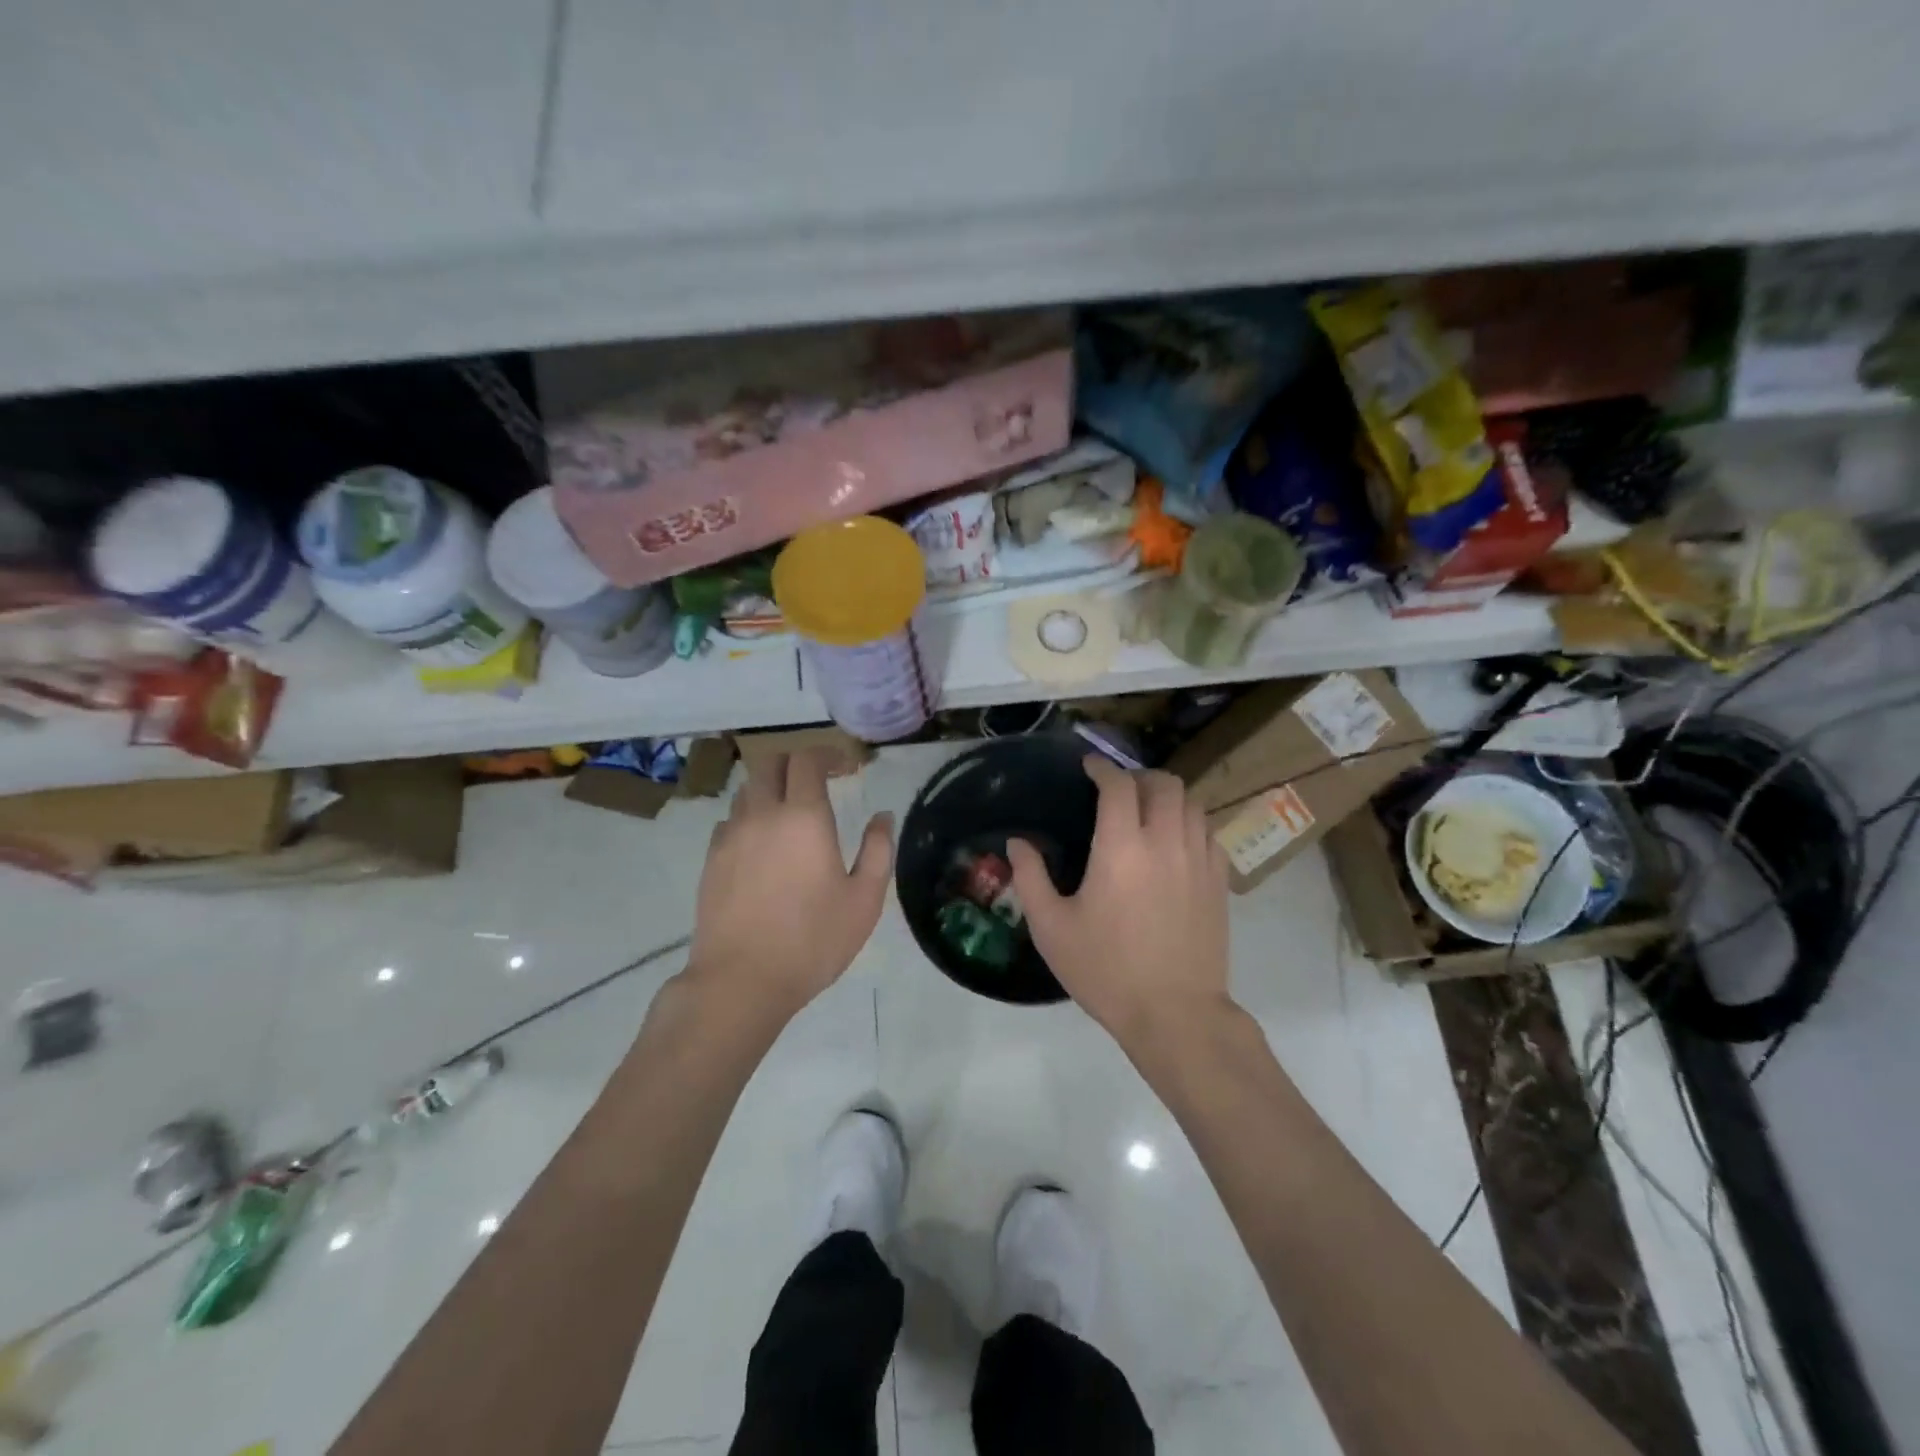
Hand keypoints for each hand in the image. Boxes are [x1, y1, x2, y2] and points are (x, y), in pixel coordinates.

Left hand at [686, 750, 892, 1019]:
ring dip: (772, 789)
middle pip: (770, 763)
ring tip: (791, 813)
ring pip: (747, 790)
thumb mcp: (864, 900)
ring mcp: (731, 836)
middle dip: (796, 763)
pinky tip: (762, 845)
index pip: (808, 760)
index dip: (828, 754)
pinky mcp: (711, 860)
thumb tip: (883, 818)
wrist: (741, 981)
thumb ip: (879, 851)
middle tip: (819, 781)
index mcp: (804, 817)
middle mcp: (763, 815)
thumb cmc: (812, 940)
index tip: (847, 767)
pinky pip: (730, 821)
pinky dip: (749, 818)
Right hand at [1008, 756, 1231, 1046]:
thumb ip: (1030, 878)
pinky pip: (1209, 831)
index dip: (1102, 768)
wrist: (1174, 1014)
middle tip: (1118, 790)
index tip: (1089, 767)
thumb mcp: (1051, 928)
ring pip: (1191, 803)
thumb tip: (1017, 843)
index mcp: (1122, 847)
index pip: (1117, 785)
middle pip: (1163, 783)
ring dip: (1167, 796)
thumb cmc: (1106, 970)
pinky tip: (1175, 840)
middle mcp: (1165, 842)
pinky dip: (1190, 821)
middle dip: (1138, 776)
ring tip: (1147, 810)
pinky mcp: (1219, 882)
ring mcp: (1199, 860)